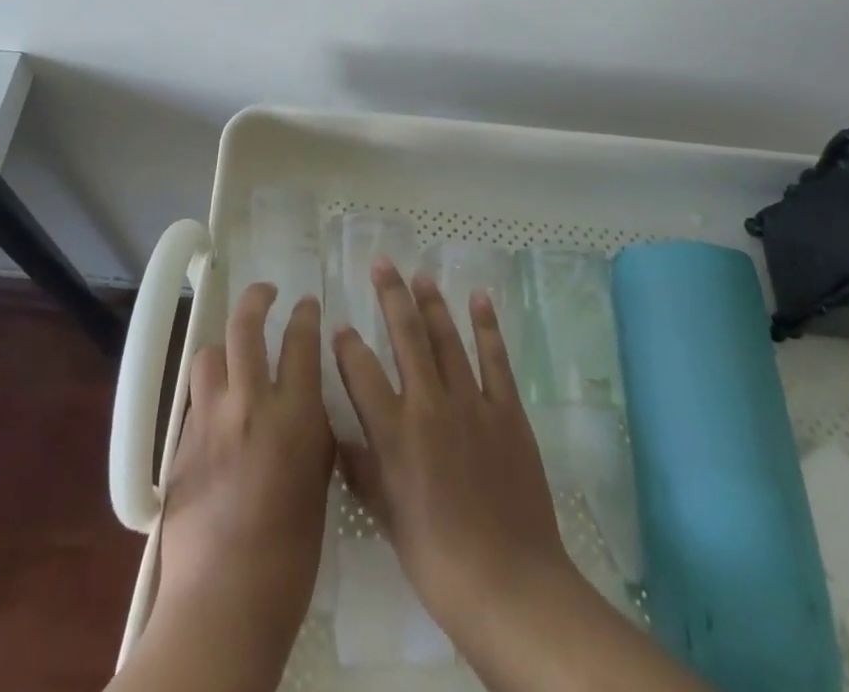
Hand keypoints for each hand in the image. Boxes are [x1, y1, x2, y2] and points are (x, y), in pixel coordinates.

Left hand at [146, 283, 333, 684]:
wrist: (224, 600)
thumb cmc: (290, 553)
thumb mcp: (318, 482)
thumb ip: (311, 432)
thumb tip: (304, 405)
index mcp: (293, 414)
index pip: (300, 341)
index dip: (305, 315)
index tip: (306, 304)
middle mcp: (248, 404)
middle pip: (245, 327)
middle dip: (257, 298)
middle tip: (266, 292)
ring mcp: (209, 420)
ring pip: (209, 356)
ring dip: (224, 350)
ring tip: (233, 361)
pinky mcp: (181, 443)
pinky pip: (195, 400)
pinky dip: (208, 395)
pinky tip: (217, 416)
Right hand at [330, 260, 569, 637]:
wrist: (510, 583)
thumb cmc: (438, 560)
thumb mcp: (387, 518)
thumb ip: (363, 471)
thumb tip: (340, 438)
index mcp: (395, 433)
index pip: (361, 372)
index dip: (347, 344)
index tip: (338, 324)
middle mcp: (429, 405)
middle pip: (406, 336)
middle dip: (391, 295)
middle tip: (381, 263)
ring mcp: (472, 403)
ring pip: (447, 339)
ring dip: (433, 303)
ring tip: (421, 276)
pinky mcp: (507, 411)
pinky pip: (496, 359)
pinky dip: (487, 326)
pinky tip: (479, 299)